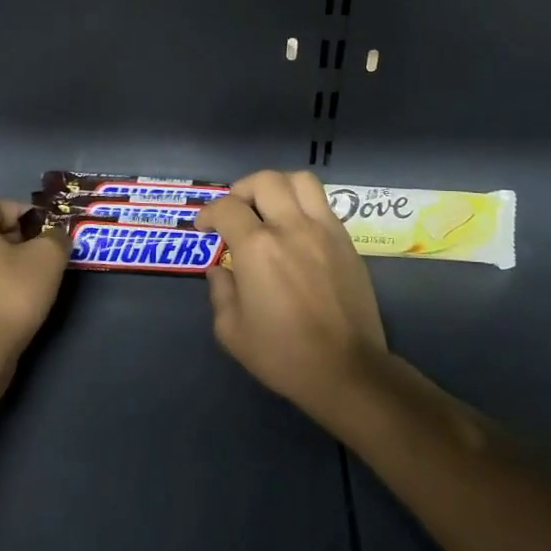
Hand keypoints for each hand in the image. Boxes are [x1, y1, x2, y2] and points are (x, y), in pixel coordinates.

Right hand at [195, 171, 389, 416]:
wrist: (346, 369)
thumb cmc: (284, 355)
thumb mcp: (232, 332)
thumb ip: (220, 292)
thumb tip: (220, 270)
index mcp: (258, 248)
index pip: (227, 207)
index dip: (209, 213)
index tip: (204, 227)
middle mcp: (291, 227)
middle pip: (265, 180)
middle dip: (242, 189)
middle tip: (235, 211)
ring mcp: (324, 230)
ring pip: (300, 181)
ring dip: (278, 186)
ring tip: (269, 207)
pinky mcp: (346, 241)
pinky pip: (323, 204)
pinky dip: (303, 205)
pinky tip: (296, 230)